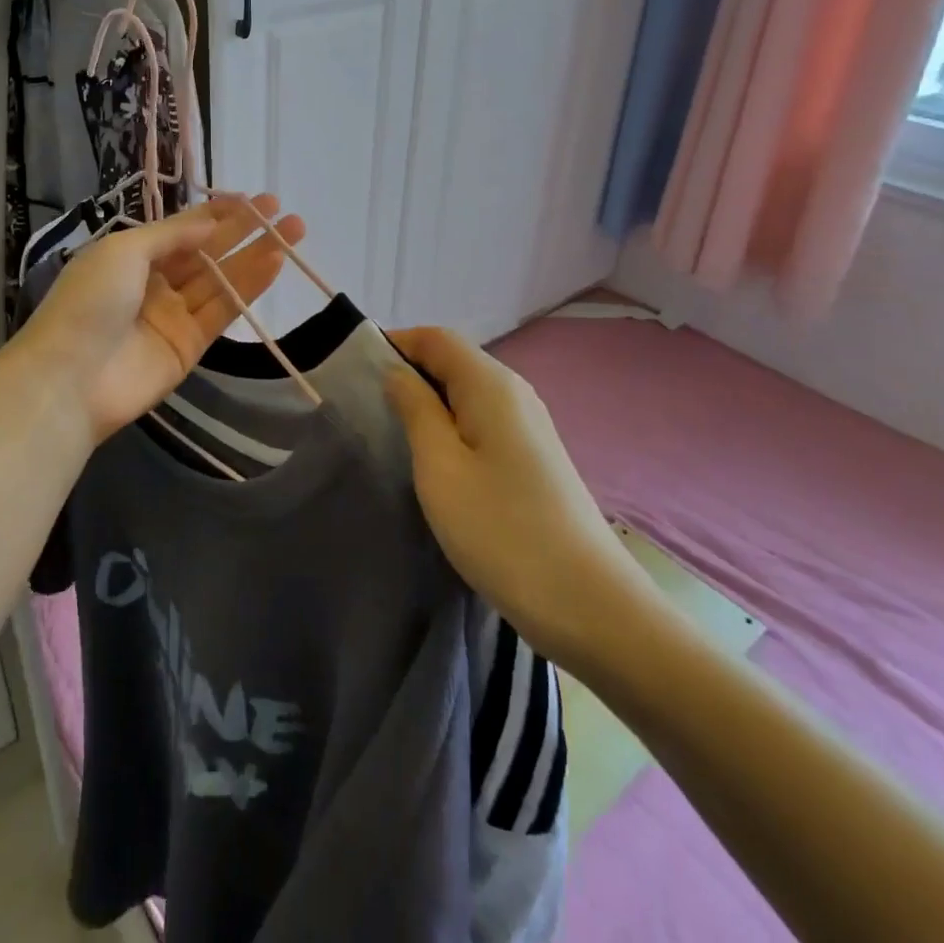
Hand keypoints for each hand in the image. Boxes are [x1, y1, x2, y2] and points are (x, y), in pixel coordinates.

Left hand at [18, 196, 305, 444]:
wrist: (70, 379)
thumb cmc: (89, 302)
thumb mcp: (123, 251)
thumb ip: (171, 235)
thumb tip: (211, 222)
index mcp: (130, 256)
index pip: (181, 229)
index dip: (216, 213)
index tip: (251, 199)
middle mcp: (154, 282)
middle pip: (207, 252)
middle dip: (243, 230)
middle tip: (281, 208)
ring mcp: (173, 315)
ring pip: (221, 279)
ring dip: (255, 255)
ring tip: (293, 230)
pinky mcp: (190, 346)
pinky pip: (224, 311)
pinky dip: (249, 287)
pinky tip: (275, 263)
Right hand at [385, 326, 655, 672]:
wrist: (588, 605)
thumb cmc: (501, 529)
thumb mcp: (440, 466)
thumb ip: (415, 409)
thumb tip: (397, 373)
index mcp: (491, 384)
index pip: (436, 338)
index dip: (395, 343)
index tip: (355, 372)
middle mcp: (515, 393)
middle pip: (453, 361)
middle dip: (408, 373)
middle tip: (367, 407)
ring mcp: (529, 426)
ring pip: (467, 393)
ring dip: (428, 402)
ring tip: (393, 434)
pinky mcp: (533, 456)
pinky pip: (482, 421)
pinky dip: (451, 426)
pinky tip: (434, 460)